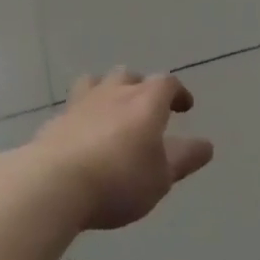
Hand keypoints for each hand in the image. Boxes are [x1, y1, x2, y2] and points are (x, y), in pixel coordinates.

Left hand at [29, 69, 213, 229]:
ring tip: (110, 110)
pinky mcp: (54, 122)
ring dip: (106, 91)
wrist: (54, 183)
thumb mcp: (161, 177)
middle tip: (145, 107)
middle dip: (140, 87)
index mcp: (145, 101)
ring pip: (95, 82)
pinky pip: (72, 109)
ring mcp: (80, 104)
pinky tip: (82, 137)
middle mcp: (113, 93)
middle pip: (128, 76)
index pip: (167, 83)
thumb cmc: (119, 179)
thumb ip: (184, 159)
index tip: (184, 107)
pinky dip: (82, 117)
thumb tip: (206, 145)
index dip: (178, 92)